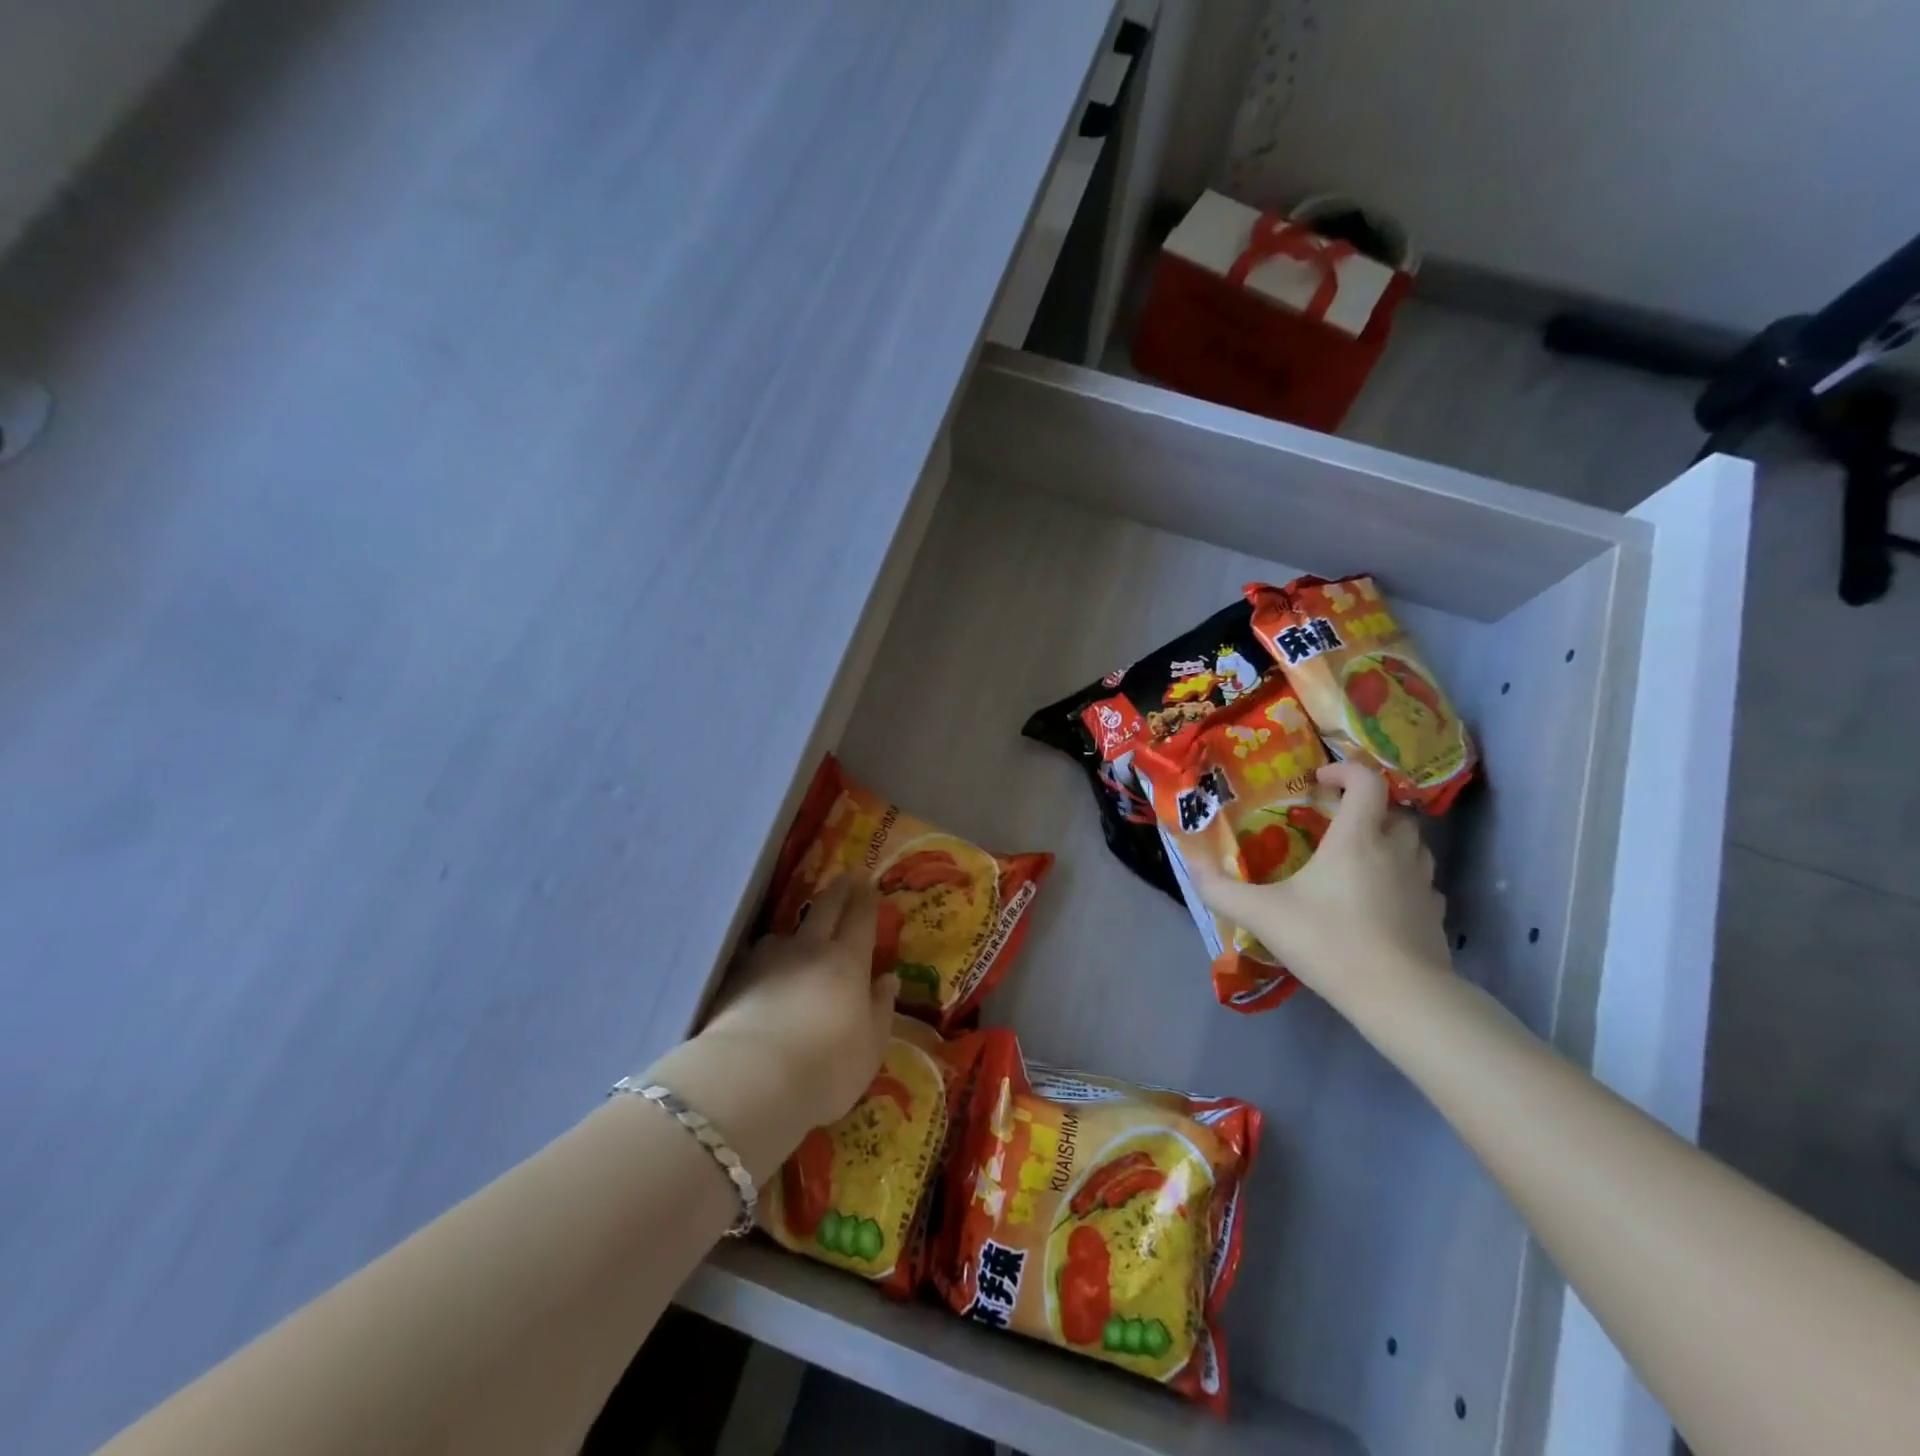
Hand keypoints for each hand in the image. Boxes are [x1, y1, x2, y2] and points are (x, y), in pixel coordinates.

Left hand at [647, 878, 897, 1182]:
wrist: (749, 1080)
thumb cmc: (825, 1069)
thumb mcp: (870, 1048)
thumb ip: (881, 1010)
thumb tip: (888, 979)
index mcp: (848, 962)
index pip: (860, 918)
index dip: (866, 898)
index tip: (868, 881)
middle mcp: (809, 950)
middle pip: (826, 908)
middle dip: (840, 890)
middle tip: (848, 875)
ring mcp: (768, 960)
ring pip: (786, 932)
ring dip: (798, 928)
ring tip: (800, 933)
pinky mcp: (734, 977)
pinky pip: (757, 956)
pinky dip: (766, 957)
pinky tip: (763, 968)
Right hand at [1189, 762, 1451, 1011]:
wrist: (1400, 997)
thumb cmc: (1329, 941)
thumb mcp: (1263, 915)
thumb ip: (1221, 890)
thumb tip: (1191, 866)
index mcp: (1357, 838)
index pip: (1367, 781)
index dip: (1344, 770)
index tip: (1319, 781)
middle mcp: (1395, 851)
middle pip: (1393, 811)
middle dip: (1365, 809)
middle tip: (1334, 825)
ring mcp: (1421, 883)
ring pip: (1413, 846)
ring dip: (1388, 842)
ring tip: (1358, 861)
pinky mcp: (1435, 915)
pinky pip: (1421, 883)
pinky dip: (1403, 880)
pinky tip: (1381, 902)